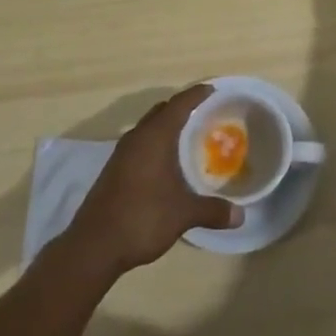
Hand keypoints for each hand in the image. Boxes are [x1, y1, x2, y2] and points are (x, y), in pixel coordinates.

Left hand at [63, 86, 239, 277]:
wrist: (94, 245)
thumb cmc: (142, 218)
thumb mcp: (183, 214)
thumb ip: (212, 210)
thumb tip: (241, 215)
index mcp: (154, 137)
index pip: (178, 104)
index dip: (196, 94)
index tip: (213, 89)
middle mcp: (136, 138)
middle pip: (161, 111)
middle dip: (182, 108)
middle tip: (204, 113)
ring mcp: (122, 154)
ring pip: (148, 128)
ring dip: (166, 127)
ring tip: (188, 136)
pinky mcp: (114, 170)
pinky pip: (140, 144)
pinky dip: (156, 144)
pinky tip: (166, 163)